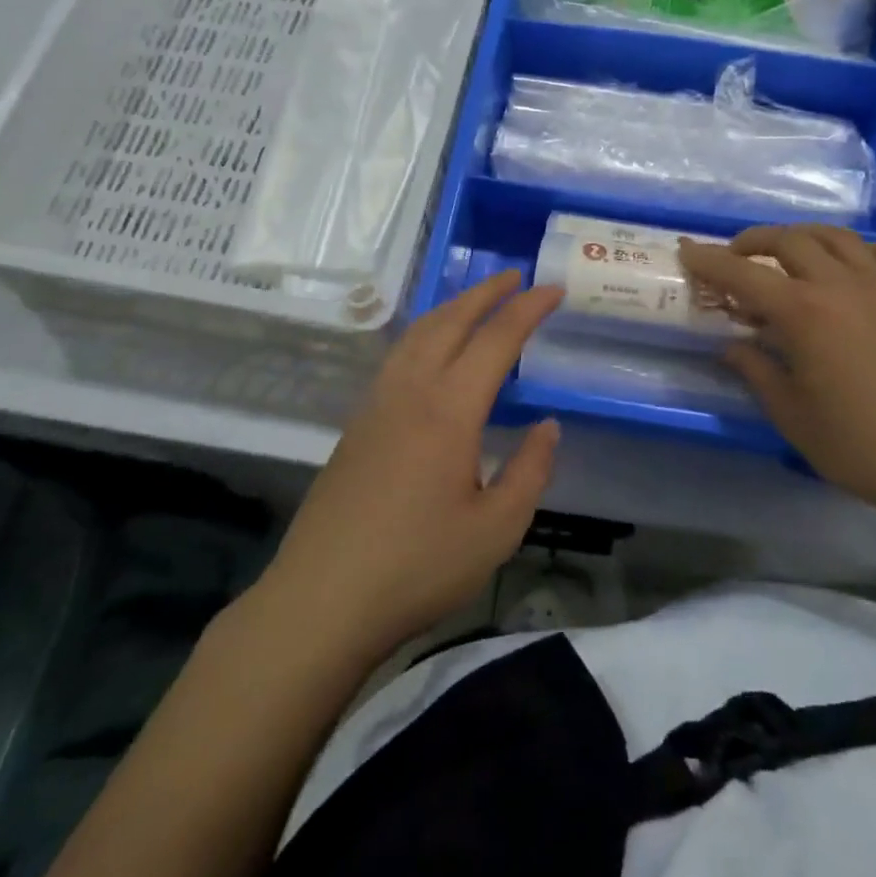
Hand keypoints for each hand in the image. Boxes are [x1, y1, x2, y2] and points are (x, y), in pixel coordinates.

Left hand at [264, 270, 563, 656]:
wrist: (321, 599)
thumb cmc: (417, 567)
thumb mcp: (495, 530)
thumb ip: (529, 471)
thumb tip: (547, 425)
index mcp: (449, 409)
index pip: (496, 339)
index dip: (528, 309)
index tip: (553, 289)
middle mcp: (410, 390)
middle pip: (451, 320)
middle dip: (486, 292)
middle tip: (517, 277)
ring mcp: (377, 402)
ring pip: (418, 332)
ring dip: (452, 307)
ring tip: (478, 301)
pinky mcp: (358, 421)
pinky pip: (399, 354)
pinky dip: (426, 332)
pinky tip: (433, 349)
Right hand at [678, 225, 875, 523]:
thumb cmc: (862, 444)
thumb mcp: (792, 415)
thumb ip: (756, 371)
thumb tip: (733, 346)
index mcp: (804, 313)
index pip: (742, 273)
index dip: (708, 260)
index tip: (686, 249)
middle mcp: (840, 283)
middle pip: (787, 240)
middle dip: (752, 242)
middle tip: (735, 259)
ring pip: (832, 235)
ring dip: (798, 237)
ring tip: (785, 255)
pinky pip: (873, 251)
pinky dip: (845, 249)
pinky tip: (841, 269)